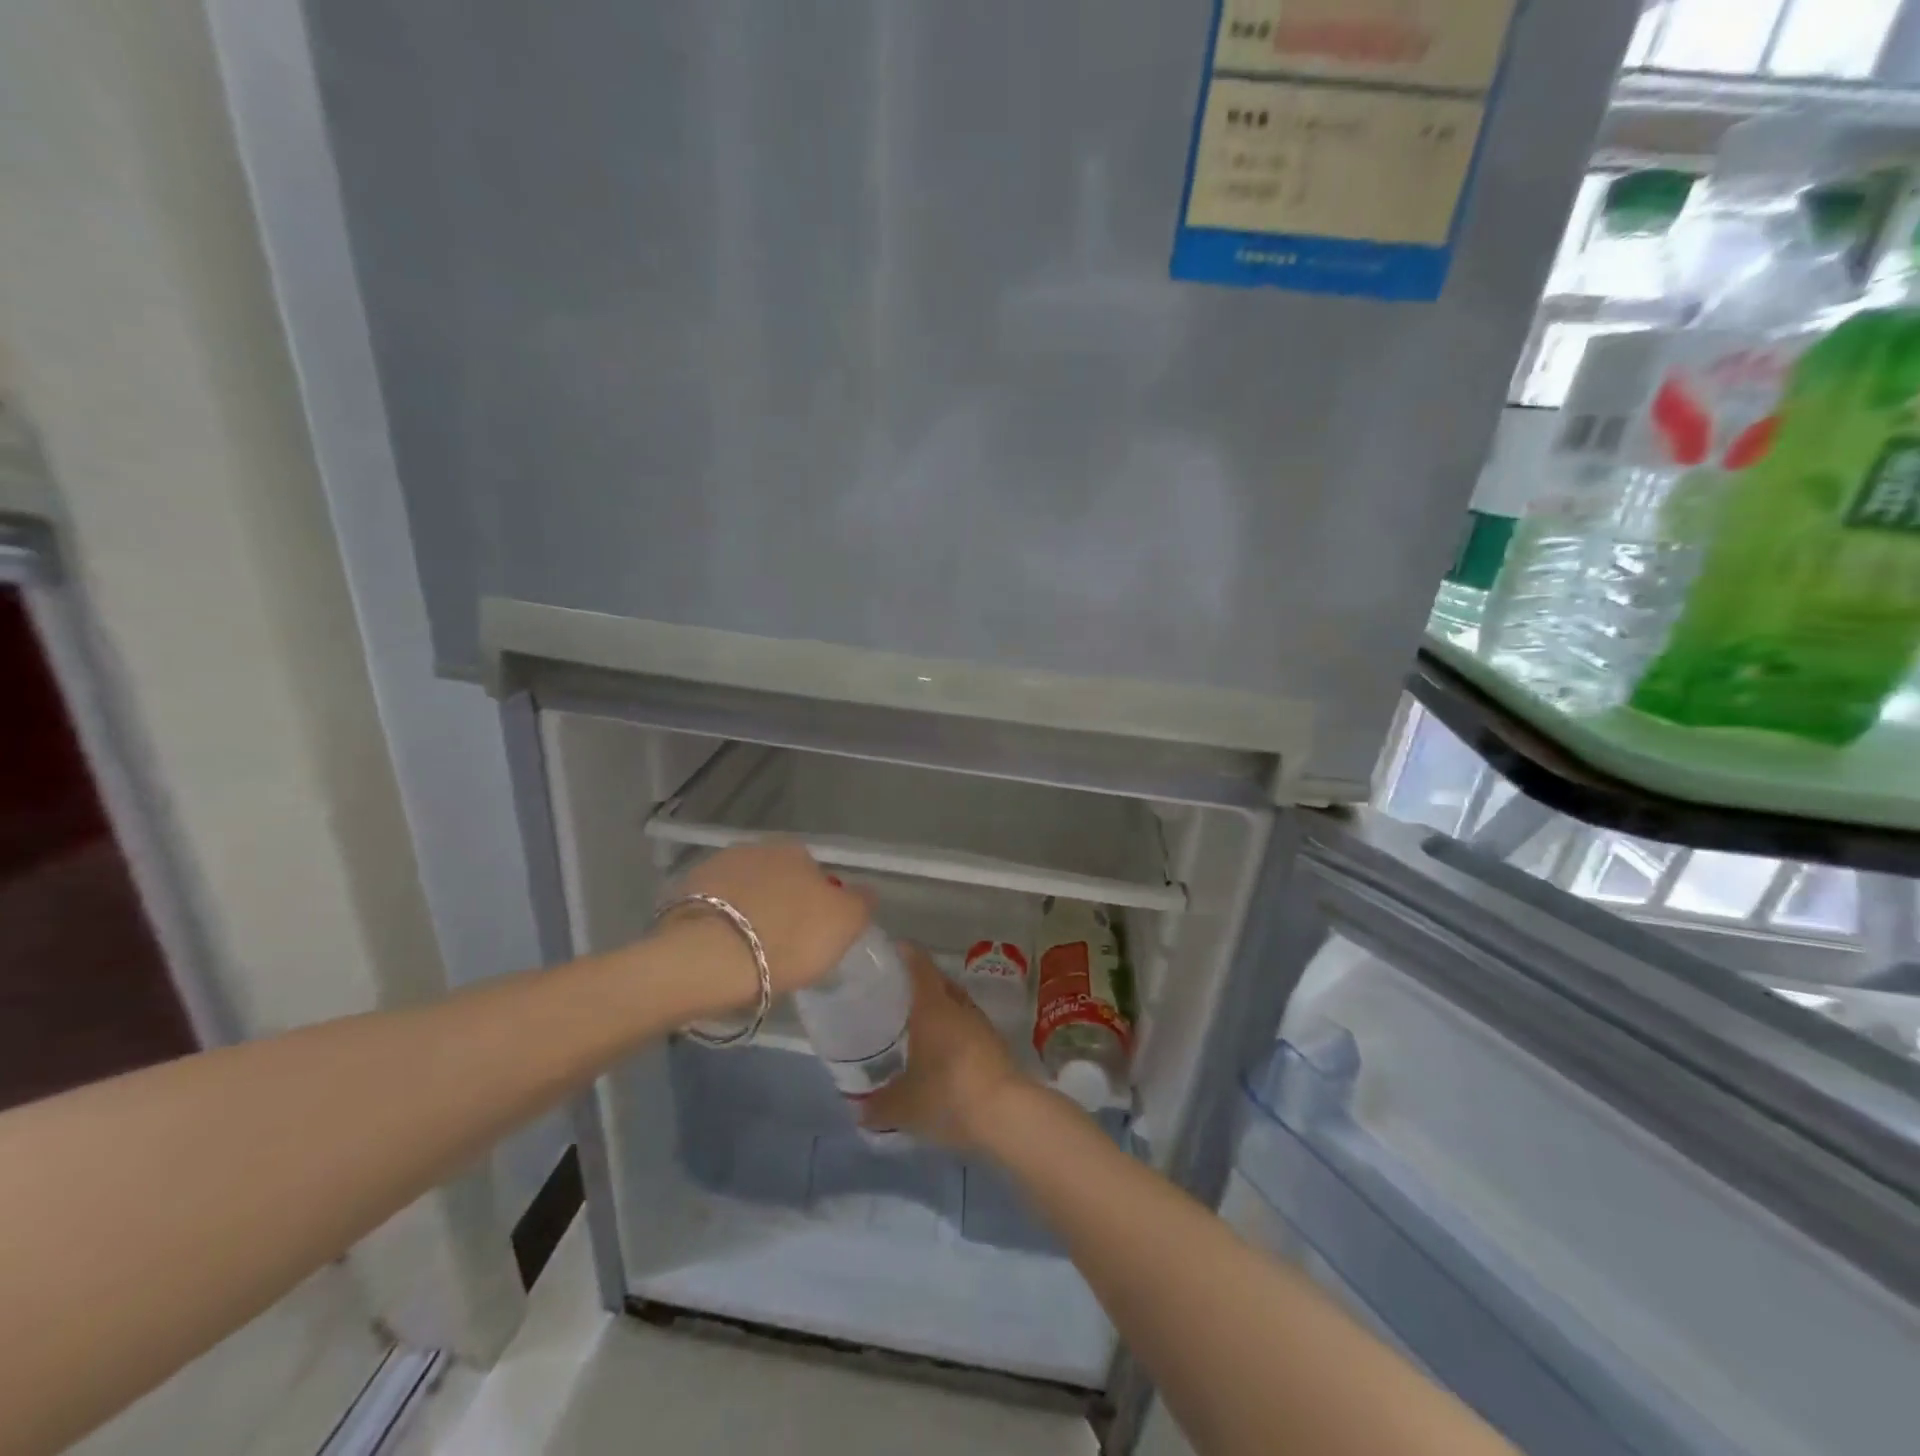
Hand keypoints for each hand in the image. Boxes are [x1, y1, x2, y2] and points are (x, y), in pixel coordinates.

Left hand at [666, 842, 870, 1007]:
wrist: (710, 958)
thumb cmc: (788, 938)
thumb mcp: (845, 923)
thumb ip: (860, 901)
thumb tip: (862, 892)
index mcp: (797, 851)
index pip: (817, 875)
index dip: (818, 906)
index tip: (814, 937)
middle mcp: (756, 848)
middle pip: (778, 879)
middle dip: (782, 904)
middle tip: (782, 945)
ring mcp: (716, 867)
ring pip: (744, 891)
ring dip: (748, 911)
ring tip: (747, 952)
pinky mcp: (682, 894)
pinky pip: (712, 909)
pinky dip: (718, 923)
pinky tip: (720, 951)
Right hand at [860, 945, 1032, 1150]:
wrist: (1006, 1114)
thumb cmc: (947, 1095)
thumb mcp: (904, 1106)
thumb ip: (879, 1106)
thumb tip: (859, 1111)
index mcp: (933, 1007)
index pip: (920, 966)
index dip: (907, 954)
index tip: (892, 950)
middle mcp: (959, 1007)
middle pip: (940, 982)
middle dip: (921, 983)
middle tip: (898, 993)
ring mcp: (982, 1025)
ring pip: (957, 1005)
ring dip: (941, 1009)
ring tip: (919, 1023)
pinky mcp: (997, 1046)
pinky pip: (969, 1028)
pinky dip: (955, 1032)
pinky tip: (942, 1052)